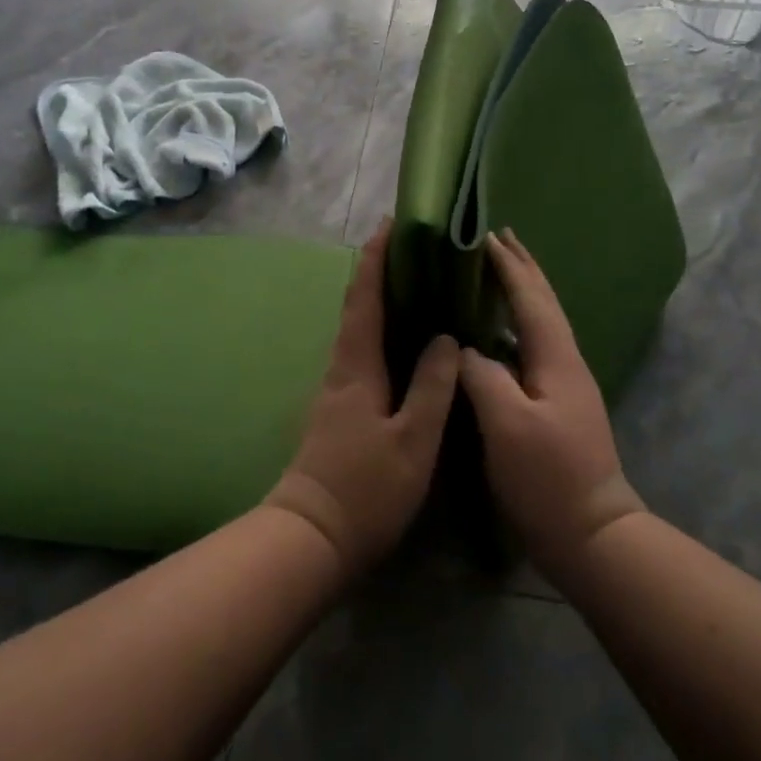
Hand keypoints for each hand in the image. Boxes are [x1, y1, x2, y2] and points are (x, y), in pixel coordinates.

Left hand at [265, 220, 459, 577]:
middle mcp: (341, 368)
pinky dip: (380, 332)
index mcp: (356, 366)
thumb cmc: (366, 487)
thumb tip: (447, 338)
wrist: (313, 536)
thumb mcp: (413, 439)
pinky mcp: (338, 409)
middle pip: (358, 307)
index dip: (376, 258)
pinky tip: (403, 343)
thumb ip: (432, 386)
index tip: (390, 224)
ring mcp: (336, 389)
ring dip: (379, 301)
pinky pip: (361, 354)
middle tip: (412, 248)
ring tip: (415, 285)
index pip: (364, 298)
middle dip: (378, 272)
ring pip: (358, 331)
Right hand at [459, 229, 646, 577]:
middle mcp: (566, 362)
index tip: (486, 234)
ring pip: (542, 323)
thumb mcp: (508, 425)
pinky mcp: (557, 404)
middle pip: (545, 303)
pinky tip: (499, 333)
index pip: (531, 298)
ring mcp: (565, 384)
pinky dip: (518, 323)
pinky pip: (535, 345)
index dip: (508, 266)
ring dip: (522, 291)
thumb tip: (466, 349)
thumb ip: (484, 376)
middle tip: (499, 237)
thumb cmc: (548, 478)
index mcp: (556, 359)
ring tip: (498, 272)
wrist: (591, 533)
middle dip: (523, 268)